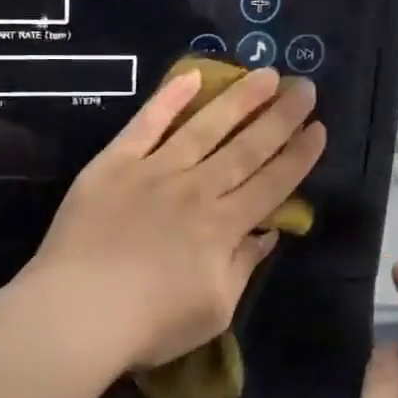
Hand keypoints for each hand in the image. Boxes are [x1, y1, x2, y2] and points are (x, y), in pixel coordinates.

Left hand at [22, 66, 324, 372]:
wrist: (78, 310)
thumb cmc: (149, 323)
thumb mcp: (214, 310)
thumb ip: (242, 266)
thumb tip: (267, 233)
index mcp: (224, 227)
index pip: (272, 184)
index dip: (298, 156)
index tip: (319, 128)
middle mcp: (196, 190)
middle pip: (247, 148)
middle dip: (281, 117)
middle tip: (305, 86)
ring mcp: (154, 171)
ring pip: (205, 127)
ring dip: (239, 99)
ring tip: (266, 74)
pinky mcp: (114, 163)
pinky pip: (146, 124)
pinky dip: (169, 99)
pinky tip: (191, 76)